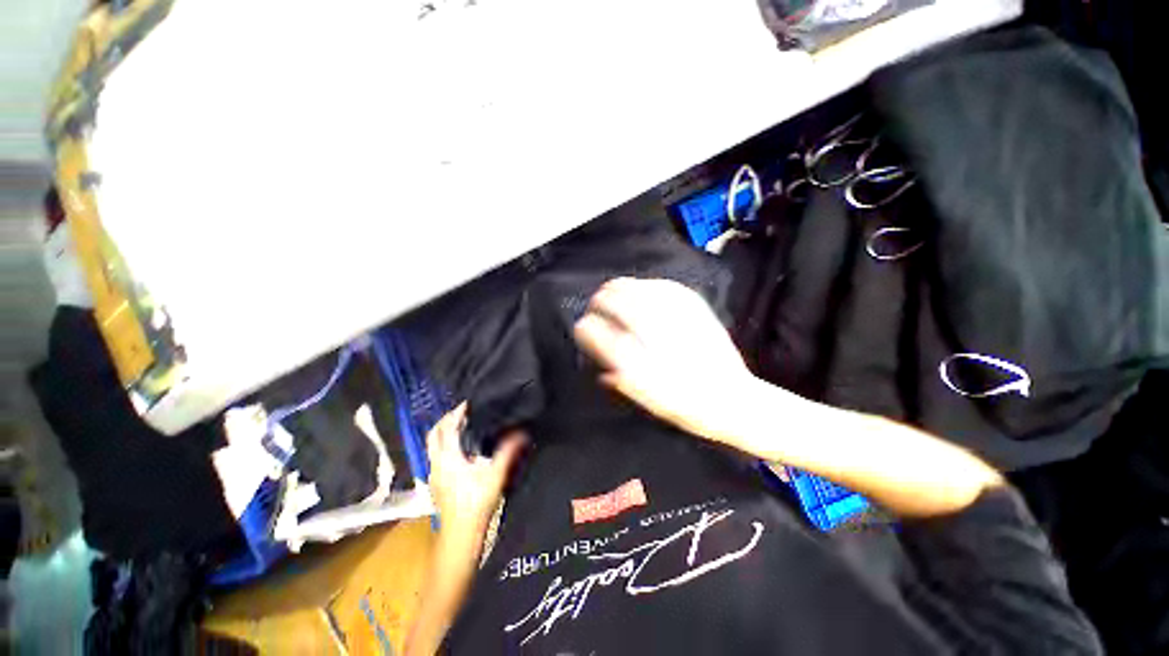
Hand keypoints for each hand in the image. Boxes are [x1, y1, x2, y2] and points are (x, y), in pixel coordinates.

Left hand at [425, 403, 525, 538]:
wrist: (460, 535)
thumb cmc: (476, 503)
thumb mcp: (495, 474)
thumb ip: (508, 451)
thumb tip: (522, 433)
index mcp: (448, 458)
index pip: (447, 428)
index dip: (456, 413)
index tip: (468, 403)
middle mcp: (436, 463)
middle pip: (433, 434)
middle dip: (445, 420)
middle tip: (462, 412)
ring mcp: (433, 474)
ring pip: (432, 446)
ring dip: (443, 432)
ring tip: (462, 425)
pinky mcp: (435, 483)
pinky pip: (436, 455)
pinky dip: (444, 444)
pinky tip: (460, 449)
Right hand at [573, 278, 756, 443]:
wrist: (733, 399)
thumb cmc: (686, 405)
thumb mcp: (646, 399)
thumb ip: (620, 379)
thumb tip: (602, 369)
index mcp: (638, 358)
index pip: (601, 332)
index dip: (586, 327)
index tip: (583, 327)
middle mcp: (653, 332)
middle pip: (617, 301)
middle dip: (600, 301)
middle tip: (596, 306)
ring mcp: (675, 316)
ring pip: (638, 288)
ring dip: (620, 289)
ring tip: (612, 292)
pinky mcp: (695, 308)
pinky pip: (664, 286)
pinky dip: (647, 285)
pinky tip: (643, 287)